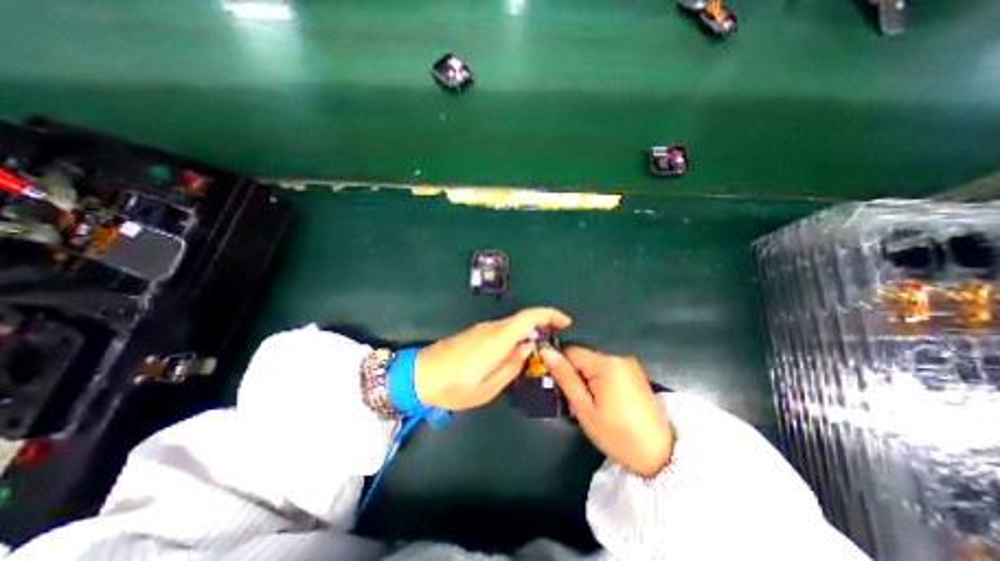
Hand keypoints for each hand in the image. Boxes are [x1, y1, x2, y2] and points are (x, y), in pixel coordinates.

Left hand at [415, 310, 569, 409]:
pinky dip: (516, 335)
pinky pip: (502, 330)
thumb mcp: (487, 388)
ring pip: (513, 325)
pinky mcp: (476, 333)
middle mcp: (491, 328)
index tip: (565, 322)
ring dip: (529, 331)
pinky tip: (517, 352)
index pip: (528, 317)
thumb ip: (511, 366)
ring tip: (539, 350)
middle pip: (523, 319)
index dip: (549, 315)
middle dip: (543, 324)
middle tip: (556, 340)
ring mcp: (482, 329)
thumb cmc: (453, 386)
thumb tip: (527, 349)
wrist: (419, 374)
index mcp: (497, 339)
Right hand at [544, 346, 675, 477]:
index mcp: (606, 362)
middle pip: (582, 355)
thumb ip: (565, 377)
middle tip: (574, 400)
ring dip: (585, 378)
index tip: (558, 386)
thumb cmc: (618, 435)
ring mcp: (628, 362)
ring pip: (593, 361)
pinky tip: (601, 399)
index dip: (560, 366)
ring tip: (588, 403)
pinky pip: (606, 367)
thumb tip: (546, 352)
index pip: (570, 350)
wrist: (662, 456)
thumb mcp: (584, 409)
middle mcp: (618, 355)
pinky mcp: (634, 370)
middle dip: (573, 374)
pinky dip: (598, 379)